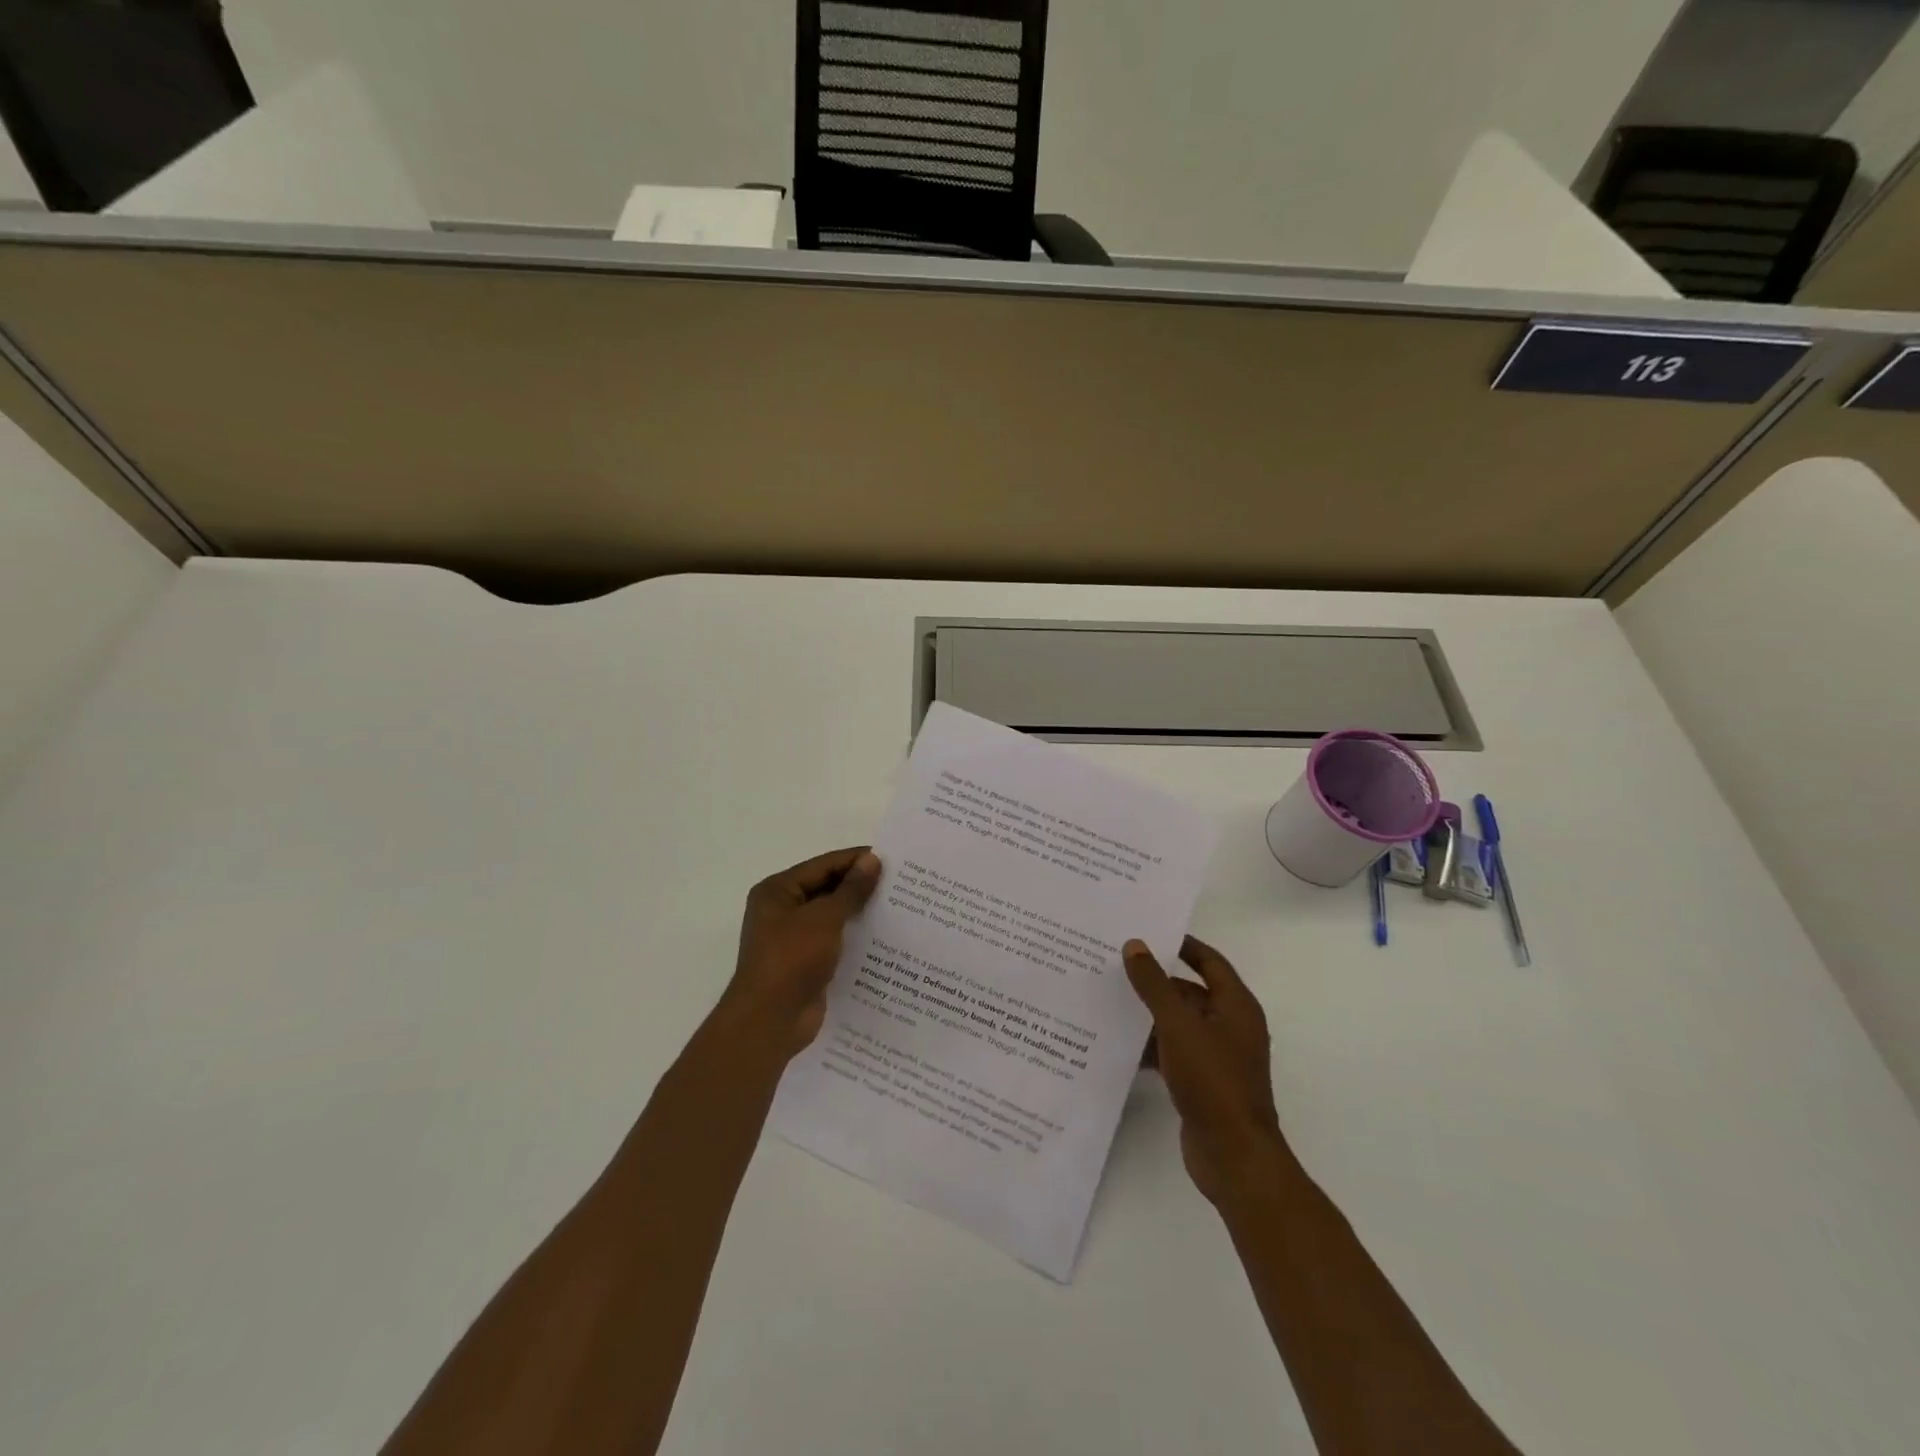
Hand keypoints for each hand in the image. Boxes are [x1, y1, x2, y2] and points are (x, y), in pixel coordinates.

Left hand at [716, 847, 881, 1060]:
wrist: (770, 1021)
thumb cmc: (792, 959)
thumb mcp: (824, 918)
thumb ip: (851, 890)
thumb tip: (872, 860)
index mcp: (777, 891)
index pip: (823, 865)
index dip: (855, 860)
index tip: (891, 858)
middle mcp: (782, 911)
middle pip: (827, 889)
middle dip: (860, 886)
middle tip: (900, 883)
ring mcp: (793, 940)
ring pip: (832, 917)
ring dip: (860, 913)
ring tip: (898, 908)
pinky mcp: (806, 964)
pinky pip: (835, 942)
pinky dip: (855, 938)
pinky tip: (884, 939)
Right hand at [1124, 936, 1283, 1206]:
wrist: (1234, 1157)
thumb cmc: (1213, 1081)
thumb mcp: (1178, 1025)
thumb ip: (1154, 984)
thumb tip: (1135, 945)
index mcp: (1236, 1006)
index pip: (1209, 961)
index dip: (1182, 945)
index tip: (1147, 933)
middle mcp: (1230, 1026)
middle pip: (1190, 992)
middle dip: (1155, 981)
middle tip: (1115, 966)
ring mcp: (1217, 1057)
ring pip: (1178, 1024)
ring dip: (1149, 1015)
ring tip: (1108, 1001)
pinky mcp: (1202, 1083)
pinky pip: (1173, 1052)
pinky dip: (1150, 1047)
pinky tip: (1119, 1045)